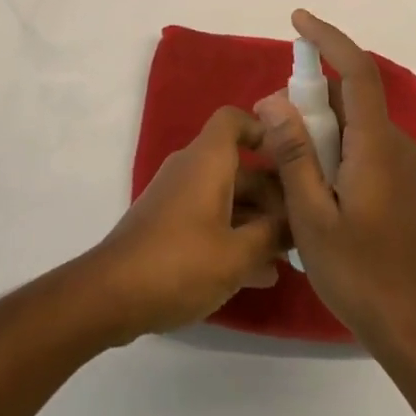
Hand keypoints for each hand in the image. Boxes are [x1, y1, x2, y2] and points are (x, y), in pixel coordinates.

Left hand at [87, 106, 287, 341]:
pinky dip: (234, 237)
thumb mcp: (237, 254)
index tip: (292, 158)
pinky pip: (211, 219)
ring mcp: (178, 198)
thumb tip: (299, 221)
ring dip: (257, 221)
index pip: (235, 120)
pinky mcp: (168, 226)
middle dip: (272, 193)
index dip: (264, 130)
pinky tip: (260, 275)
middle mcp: (192, 170)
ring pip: (227, 197)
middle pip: (239, 166)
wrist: (110, 296)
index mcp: (207, 160)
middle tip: (304, 223)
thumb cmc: (179, 263)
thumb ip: (273, 234)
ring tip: (289, 254)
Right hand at [257, 10, 415, 350]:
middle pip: (351, 95)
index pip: (356, 71)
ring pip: (353, 122)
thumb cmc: (358, 272)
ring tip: (282, 152)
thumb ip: (294, 154)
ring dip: (318, 123)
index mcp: (375, 144)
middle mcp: (393, 144)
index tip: (298, 20)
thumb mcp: (311, 215)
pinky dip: (331, 143)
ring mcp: (400, 164)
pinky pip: (360, 143)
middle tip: (270, 117)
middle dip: (309, 92)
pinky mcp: (398, 183)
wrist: (413, 324)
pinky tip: (308, 177)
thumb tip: (274, 100)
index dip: (328, 38)